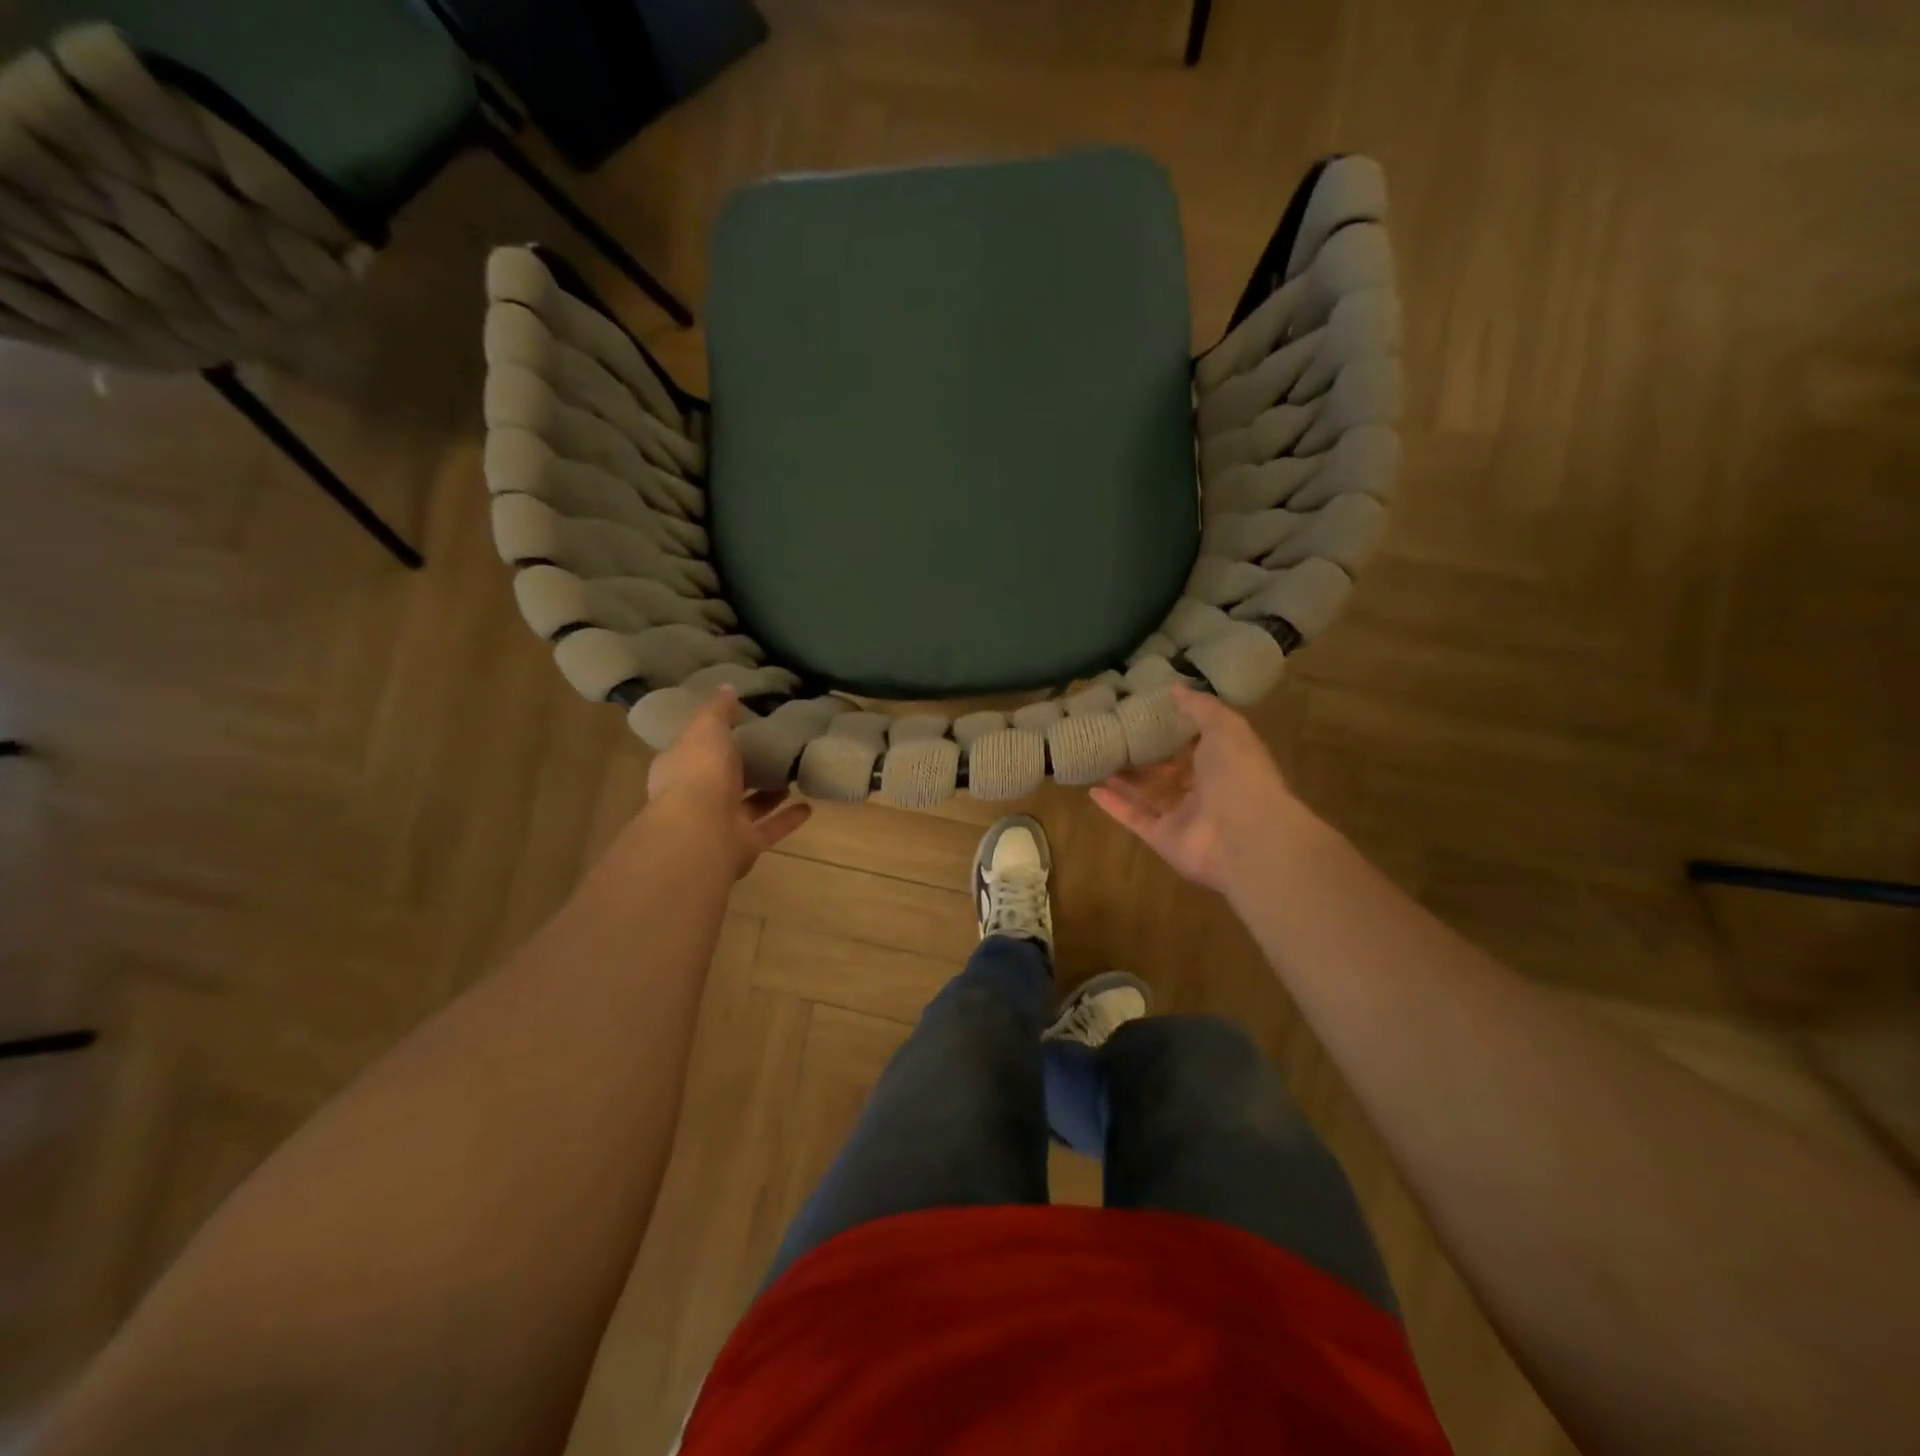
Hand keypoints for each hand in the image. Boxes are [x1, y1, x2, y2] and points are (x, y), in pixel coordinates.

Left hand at [644, 688, 811, 878]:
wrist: (700, 833)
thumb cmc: (698, 773)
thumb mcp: (706, 728)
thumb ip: (718, 710)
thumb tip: (727, 687)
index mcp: (679, 768)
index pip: (694, 749)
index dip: (712, 738)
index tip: (738, 725)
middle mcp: (696, 798)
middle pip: (722, 780)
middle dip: (743, 767)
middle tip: (771, 749)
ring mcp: (719, 824)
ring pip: (748, 806)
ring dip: (769, 794)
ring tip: (793, 774)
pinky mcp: (744, 844)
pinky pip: (769, 828)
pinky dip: (788, 818)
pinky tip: (809, 806)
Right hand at [1090, 685, 1313, 893]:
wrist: (1244, 836)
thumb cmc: (1239, 774)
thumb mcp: (1225, 727)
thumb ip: (1200, 707)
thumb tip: (1175, 687)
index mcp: (1226, 763)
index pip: (1200, 744)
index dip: (1178, 729)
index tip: (1150, 712)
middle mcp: (1206, 790)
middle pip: (1172, 772)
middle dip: (1149, 757)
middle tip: (1118, 738)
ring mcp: (1184, 817)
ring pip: (1150, 796)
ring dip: (1126, 781)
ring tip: (1100, 760)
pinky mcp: (1163, 838)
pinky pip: (1135, 819)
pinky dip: (1114, 806)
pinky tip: (1092, 790)